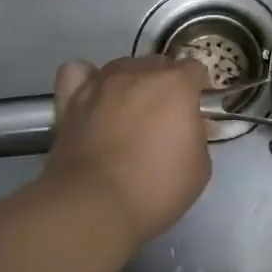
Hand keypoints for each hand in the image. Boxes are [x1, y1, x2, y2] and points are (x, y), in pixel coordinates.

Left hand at [42, 56, 212, 247]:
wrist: (93, 206)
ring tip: (128, 114)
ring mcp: (102, 83)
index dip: (198, 91)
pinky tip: (94, 97)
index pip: (195, 69)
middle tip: (164, 121)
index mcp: (176, 84)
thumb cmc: (155, 187)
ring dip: (131, 83)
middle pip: (159, 65)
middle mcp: (139, 72)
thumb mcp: (200, 167)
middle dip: (165, 86)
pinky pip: (79, 72)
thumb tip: (189, 126)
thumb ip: (198, 134)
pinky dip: (88, 80)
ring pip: (122, 66)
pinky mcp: (71, 100)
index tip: (196, 115)